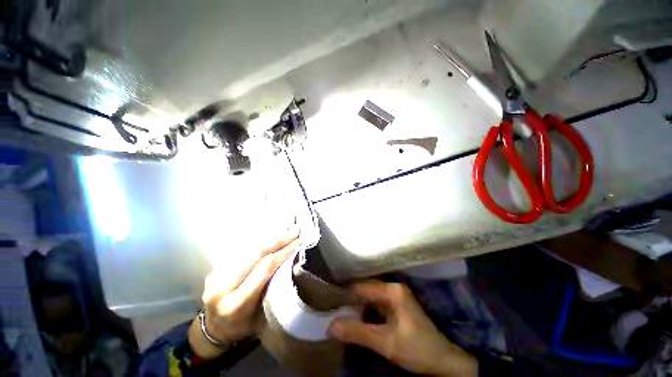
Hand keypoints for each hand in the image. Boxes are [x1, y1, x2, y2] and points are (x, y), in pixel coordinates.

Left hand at [188, 225, 299, 358]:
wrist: (213, 331)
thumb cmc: (243, 327)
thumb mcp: (262, 316)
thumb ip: (273, 289)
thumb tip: (290, 262)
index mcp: (236, 304)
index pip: (264, 269)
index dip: (283, 253)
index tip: (298, 243)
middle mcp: (222, 287)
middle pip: (255, 254)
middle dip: (278, 239)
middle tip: (294, 229)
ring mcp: (215, 276)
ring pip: (247, 248)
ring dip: (269, 235)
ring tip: (285, 226)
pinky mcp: (215, 269)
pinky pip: (241, 250)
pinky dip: (258, 240)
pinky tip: (270, 233)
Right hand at [329, 281, 476, 376]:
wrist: (443, 361)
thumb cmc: (417, 350)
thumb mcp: (386, 343)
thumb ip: (358, 333)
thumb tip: (330, 326)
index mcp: (392, 291)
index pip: (362, 287)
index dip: (346, 294)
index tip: (330, 302)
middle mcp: (393, 288)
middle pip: (366, 289)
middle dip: (350, 300)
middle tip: (333, 308)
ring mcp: (396, 296)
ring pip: (370, 296)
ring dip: (357, 305)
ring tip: (341, 312)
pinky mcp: (397, 305)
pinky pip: (376, 303)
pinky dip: (366, 310)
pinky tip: (356, 317)